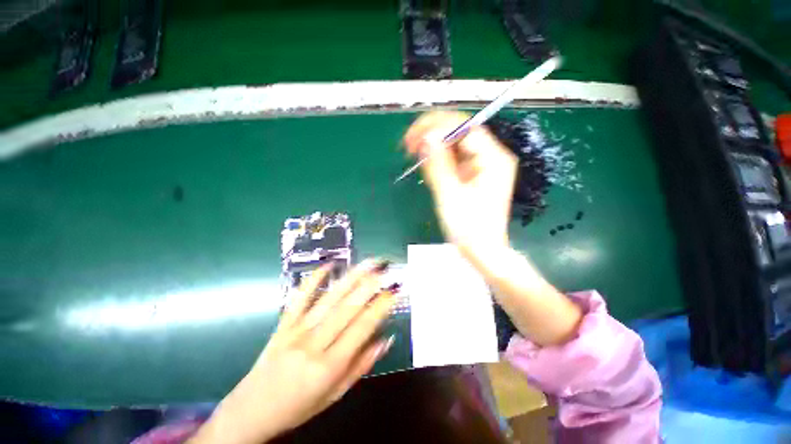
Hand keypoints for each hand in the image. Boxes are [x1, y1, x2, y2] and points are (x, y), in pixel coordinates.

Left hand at [190, 261, 395, 443]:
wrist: (250, 412)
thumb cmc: (298, 407)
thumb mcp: (335, 394)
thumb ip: (361, 365)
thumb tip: (386, 339)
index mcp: (329, 365)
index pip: (362, 328)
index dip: (380, 307)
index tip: (394, 291)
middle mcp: (314, 343)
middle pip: (347, 308)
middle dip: (369, 285)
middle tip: (385, 269)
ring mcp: (296, 330)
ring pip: (329, 299)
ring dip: (351, 278)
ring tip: (368, 263)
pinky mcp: (283, 323)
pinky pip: (300, 297)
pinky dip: (314, 279)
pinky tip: (328, 265)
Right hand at [403, 111, 517, 256]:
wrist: (482, 251)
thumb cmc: (469, 229)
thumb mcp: (450, 195)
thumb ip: (438, 164)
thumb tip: (427, 137)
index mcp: (493, 159)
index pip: (465, 127)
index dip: (437, 126)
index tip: (413, 136)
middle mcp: (491, 157)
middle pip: (461, 133)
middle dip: (433, 135)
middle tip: (409, 145)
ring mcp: (483, 165)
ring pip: (455, 145)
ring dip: (434, 147)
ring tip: (413, 154)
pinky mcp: (475, 175)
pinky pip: (455, 159)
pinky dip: (439, 159)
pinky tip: (426, 165)